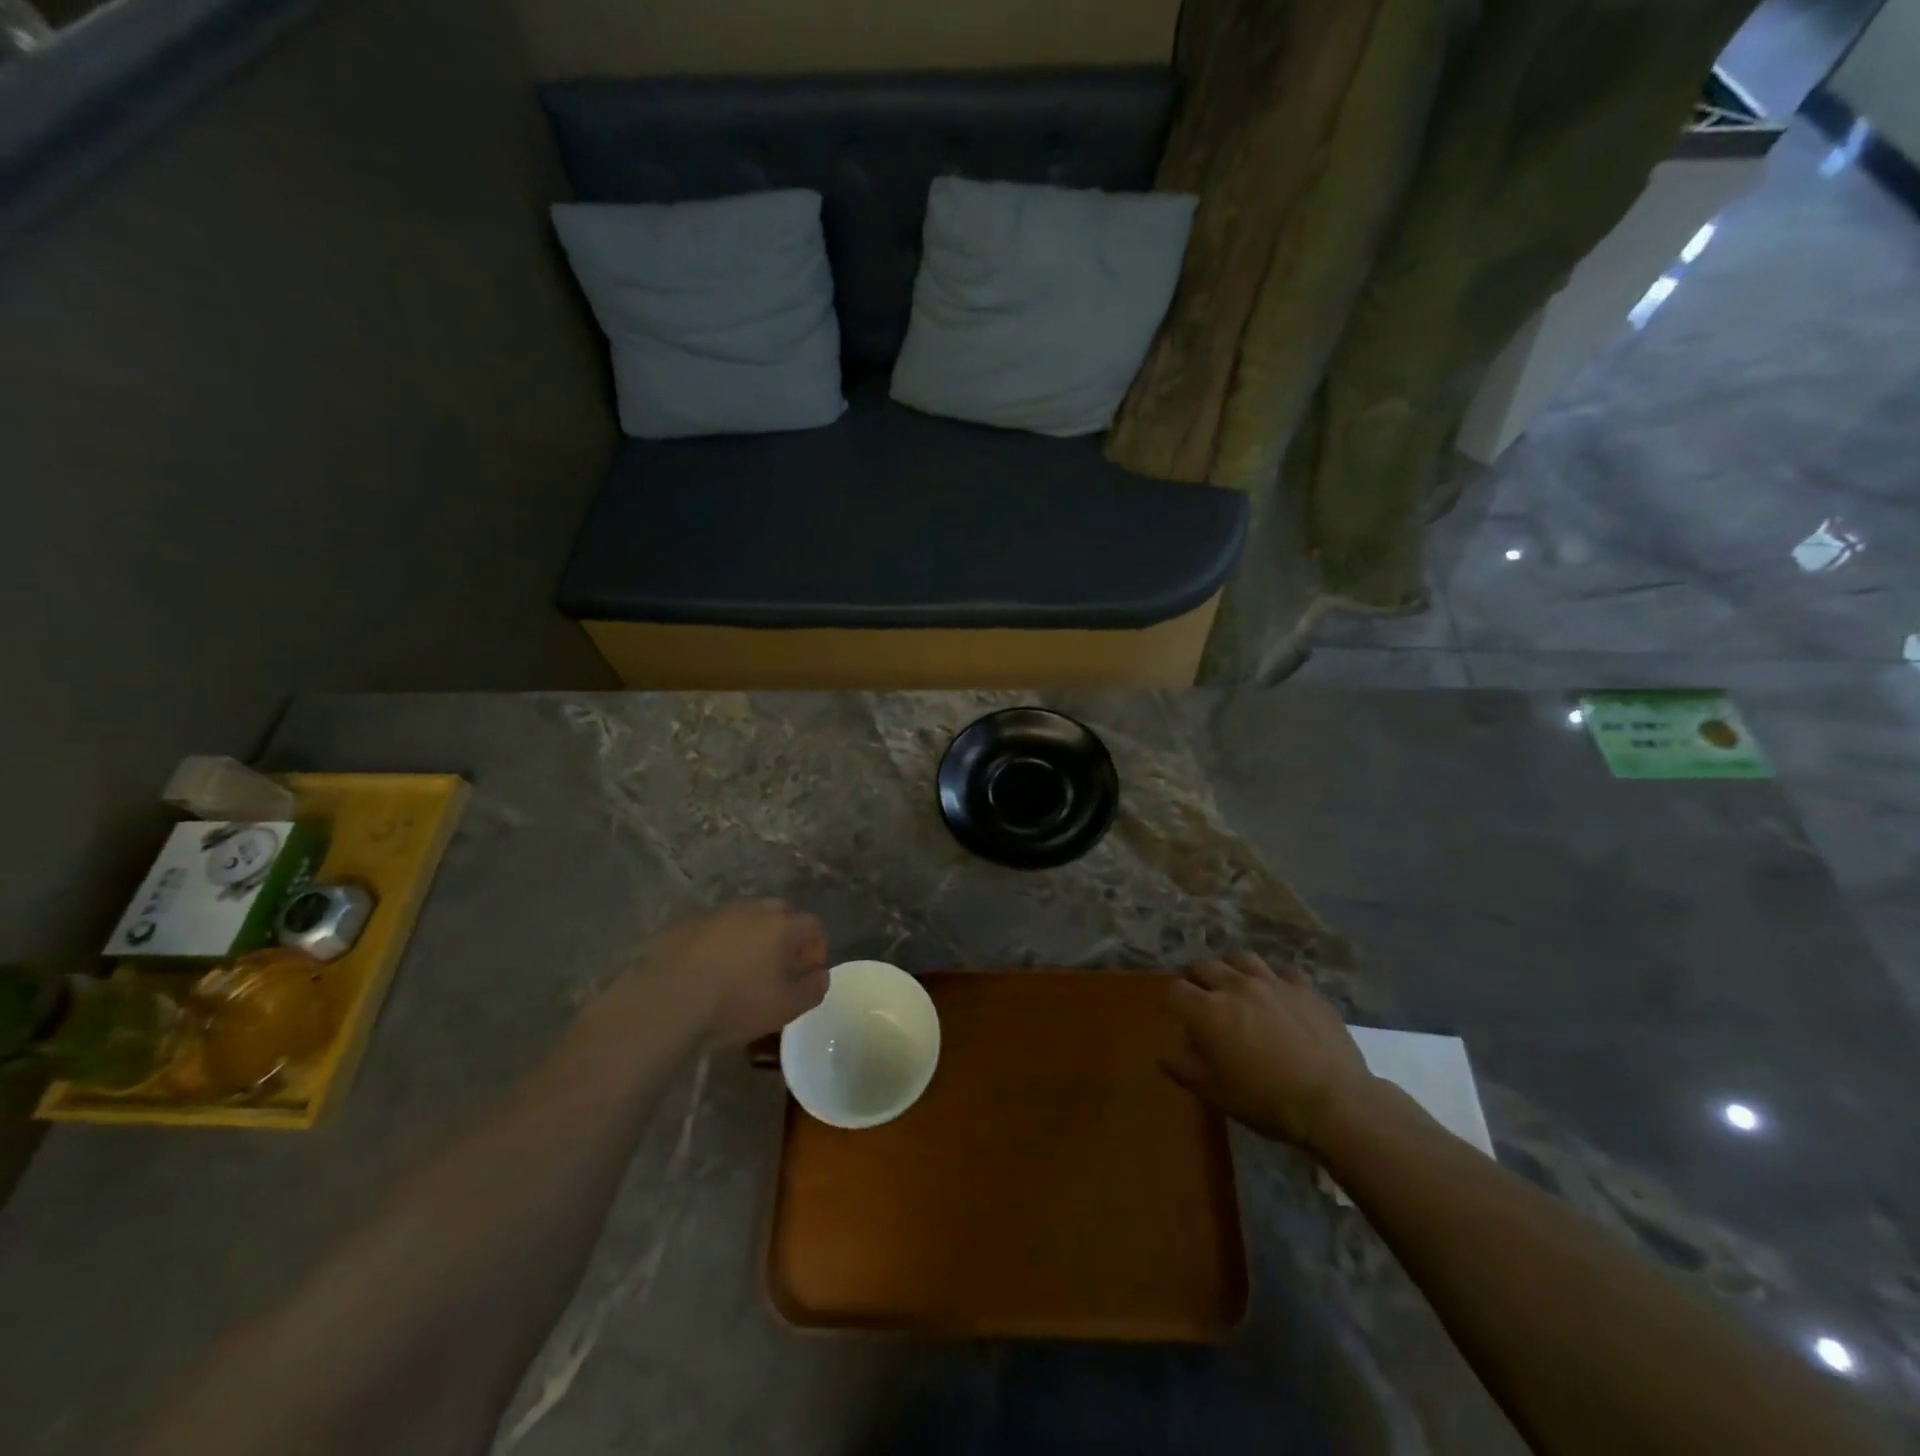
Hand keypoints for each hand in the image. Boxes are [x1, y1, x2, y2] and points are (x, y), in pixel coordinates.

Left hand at [594, 900, 829, 1047]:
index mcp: (780, 926)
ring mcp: (714, 914)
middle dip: (785, 936)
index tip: (808, 973)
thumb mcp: (784, 1008)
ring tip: (740, 970)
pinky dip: (718, 944)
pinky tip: (706, 972)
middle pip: (779, 913)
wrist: (662, 1004)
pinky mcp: (683, 925)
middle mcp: (750, 911)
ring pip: (743, 919)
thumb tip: (820, 975)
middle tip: (778, 967)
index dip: (816, 947)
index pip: (812, 925)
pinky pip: (712, 929)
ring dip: (750, 937)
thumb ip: (812, 989)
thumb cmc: (733, 1005)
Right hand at [1162, 952, 1376, 1153]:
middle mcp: (1236, 986)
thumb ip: (1184, 1070)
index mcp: (1208, 1011)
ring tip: (1235, 983)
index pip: (1175, 990)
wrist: (1334, 1102)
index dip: (1170, 1001)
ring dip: (1231, 968)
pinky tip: (1277, 993)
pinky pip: (1283, 971)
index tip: (1172, 1013)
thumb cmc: (1266, 1101)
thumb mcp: (1216, 1093)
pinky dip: (1274, 979)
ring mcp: (1272, 983)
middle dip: (1197, 978)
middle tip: (1201, 996)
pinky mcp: (1304, 988)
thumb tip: (1164, 1057)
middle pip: (1205, 966)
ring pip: (1241, 958)